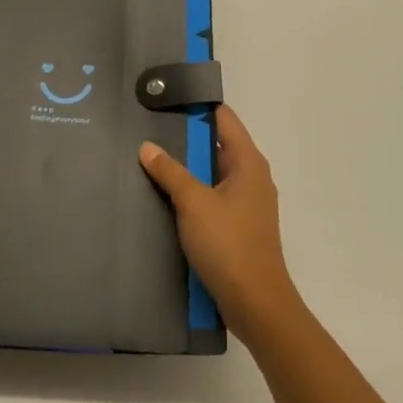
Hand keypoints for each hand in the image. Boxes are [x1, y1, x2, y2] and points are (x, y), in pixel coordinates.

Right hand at [140, 105, 301, 347]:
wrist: (256, 304)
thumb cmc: (228, 245)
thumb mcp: (193, 203)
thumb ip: (170, 171)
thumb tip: (147, 146)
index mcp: (248, 162)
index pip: (223, 118)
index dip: (197, 104)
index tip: (166, 98)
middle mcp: (252, 176)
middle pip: (217, 144)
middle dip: (186, 137)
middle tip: (148, 127)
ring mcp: (246, 203)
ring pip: (212, 172)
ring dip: (187, 167)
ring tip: (150, 158)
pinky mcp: (238, 226)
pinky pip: (212, 196)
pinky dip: (192, 191)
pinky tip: (165, 196)